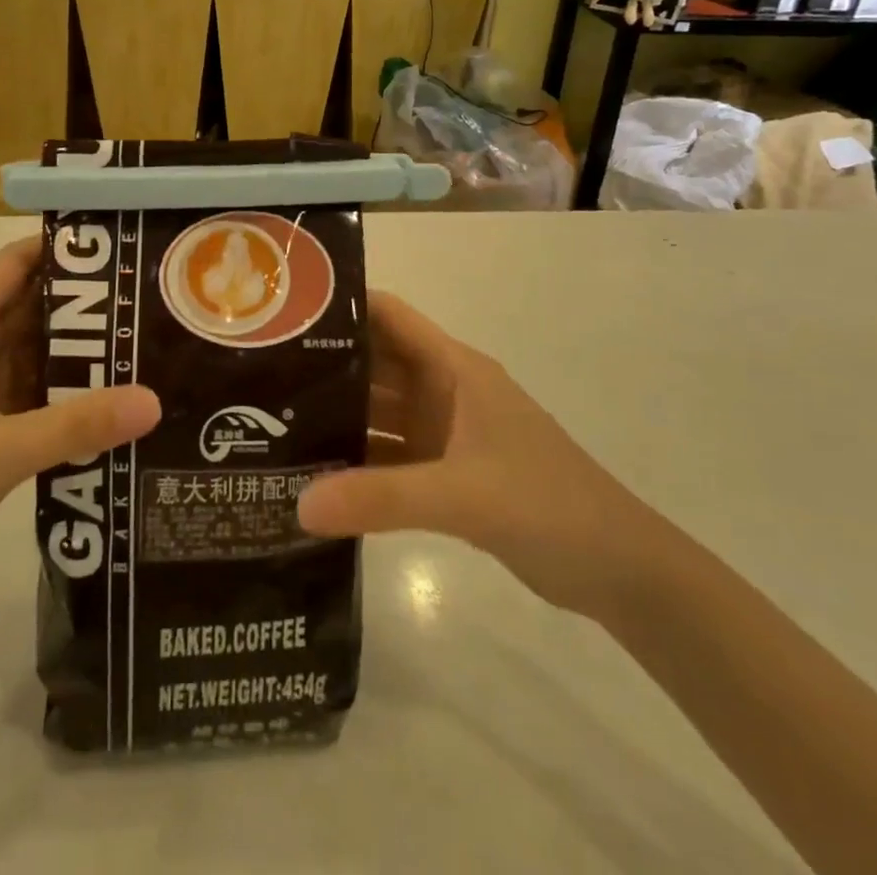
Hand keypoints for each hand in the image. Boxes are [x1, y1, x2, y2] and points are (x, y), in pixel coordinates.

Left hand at [0, 239, 159, 619]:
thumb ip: (76, 424)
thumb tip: (154, 400)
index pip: (11, 266)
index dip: (57, 246)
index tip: (116, 244)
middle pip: (28, 308)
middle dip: (82, 300)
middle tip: (145, 297)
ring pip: (31, 354)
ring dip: (76, 349)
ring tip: (140, 341)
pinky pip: (29, 396)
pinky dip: (64, 393)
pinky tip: (108, 400)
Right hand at [299, 293, 664, 620]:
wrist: (620, 571)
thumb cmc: (549, 505)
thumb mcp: (463, 495)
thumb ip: (382, 498)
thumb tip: (299, 504)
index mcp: (454, 368)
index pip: (389, 316)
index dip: (342, 305)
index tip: (283, 312)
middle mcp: (444, 390)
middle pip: (375, 363)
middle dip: (324, 365)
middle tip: (257, 374)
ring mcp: (445, 432)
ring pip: (379, 411)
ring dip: (337, 415)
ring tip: (270, 421)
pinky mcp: (447, 472)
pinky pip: (390, 454)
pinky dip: (358, 460)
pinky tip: (314, 473)